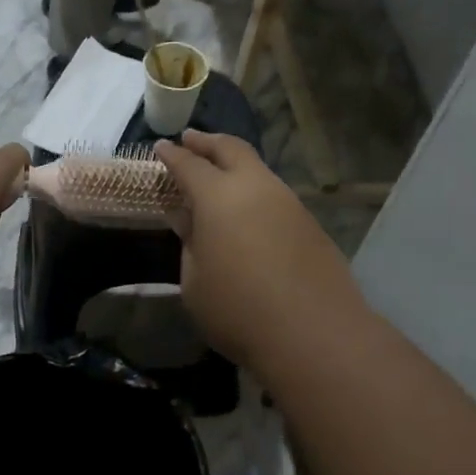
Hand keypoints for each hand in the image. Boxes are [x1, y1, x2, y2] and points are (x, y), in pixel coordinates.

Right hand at [153, 131, 362, 370]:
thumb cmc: (238, 310)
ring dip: (234, 164)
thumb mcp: (194, 281)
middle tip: (190, 140)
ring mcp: (289, 203)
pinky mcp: (310, 224)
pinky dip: (254, 190)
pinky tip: (247, 211)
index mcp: (218, 196)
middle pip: (230, 149)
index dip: (171, 155)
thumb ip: (191, 243)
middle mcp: (256, 187)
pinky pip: (274, 194)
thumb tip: (190, 220)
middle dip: (207, 142)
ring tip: (218, 174)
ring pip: (257, 169)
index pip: (188, 164)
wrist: (315, 334)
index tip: (160, 147)